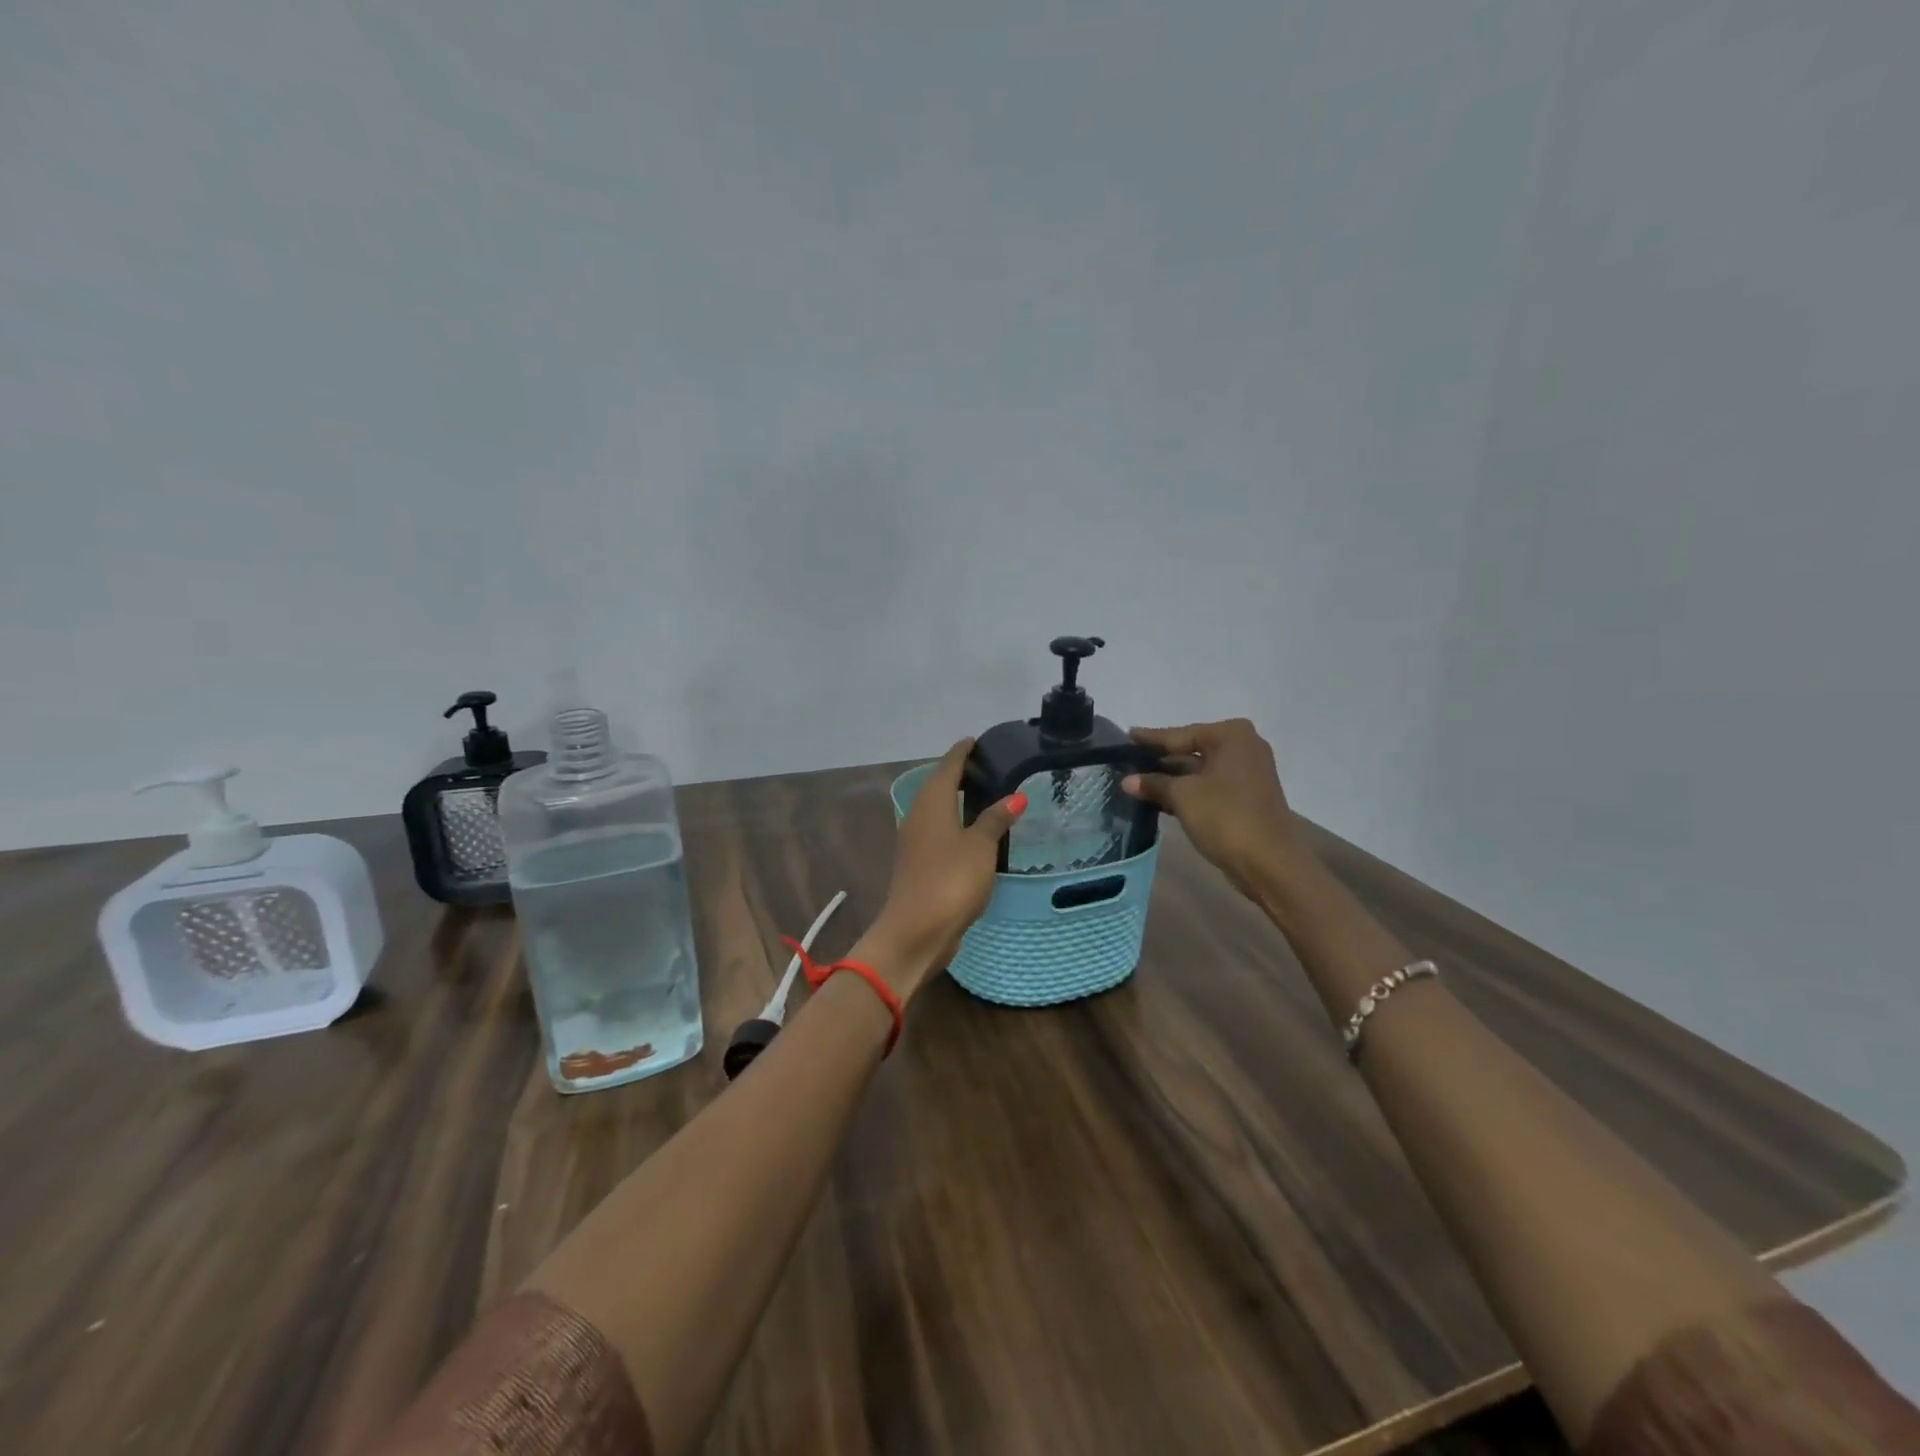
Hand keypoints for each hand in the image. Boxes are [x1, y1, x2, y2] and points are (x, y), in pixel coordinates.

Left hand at [864, 739, 1026, 999]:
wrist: (915, 932)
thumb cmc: (950, 881)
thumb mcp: (980, 847)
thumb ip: (995, 819)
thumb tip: (1015, 796)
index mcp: (931, 803)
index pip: (947, 766)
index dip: (962, 752)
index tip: (976, 741)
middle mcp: (917, 816)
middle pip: (937, 785)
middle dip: (958, 774)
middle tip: (988, 767)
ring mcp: (914, 842)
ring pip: (936, 809)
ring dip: (955, 800)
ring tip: (984, 795)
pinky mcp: (917, 864)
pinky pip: (937, 831)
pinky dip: (954, 823)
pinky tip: (972, 832)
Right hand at [1121, 719, 1304, 895]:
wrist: (1269, 863)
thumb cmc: (1225, 816)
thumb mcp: (1182, 796)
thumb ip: (1153, 783)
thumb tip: (1127, 780)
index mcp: (1230, 736)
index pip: (1180, 735)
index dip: (1151, 739)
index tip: (1127, 735)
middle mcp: (1242, 748)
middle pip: (1191, 751)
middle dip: (1160, 760)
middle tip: (1127, 761)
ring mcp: (1247, 774)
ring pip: (1199, 771)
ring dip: (1171, 779)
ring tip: (1135, 782)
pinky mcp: (1245, 798)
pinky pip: (1208, 787)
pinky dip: (1186, 792)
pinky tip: (1159, 799)